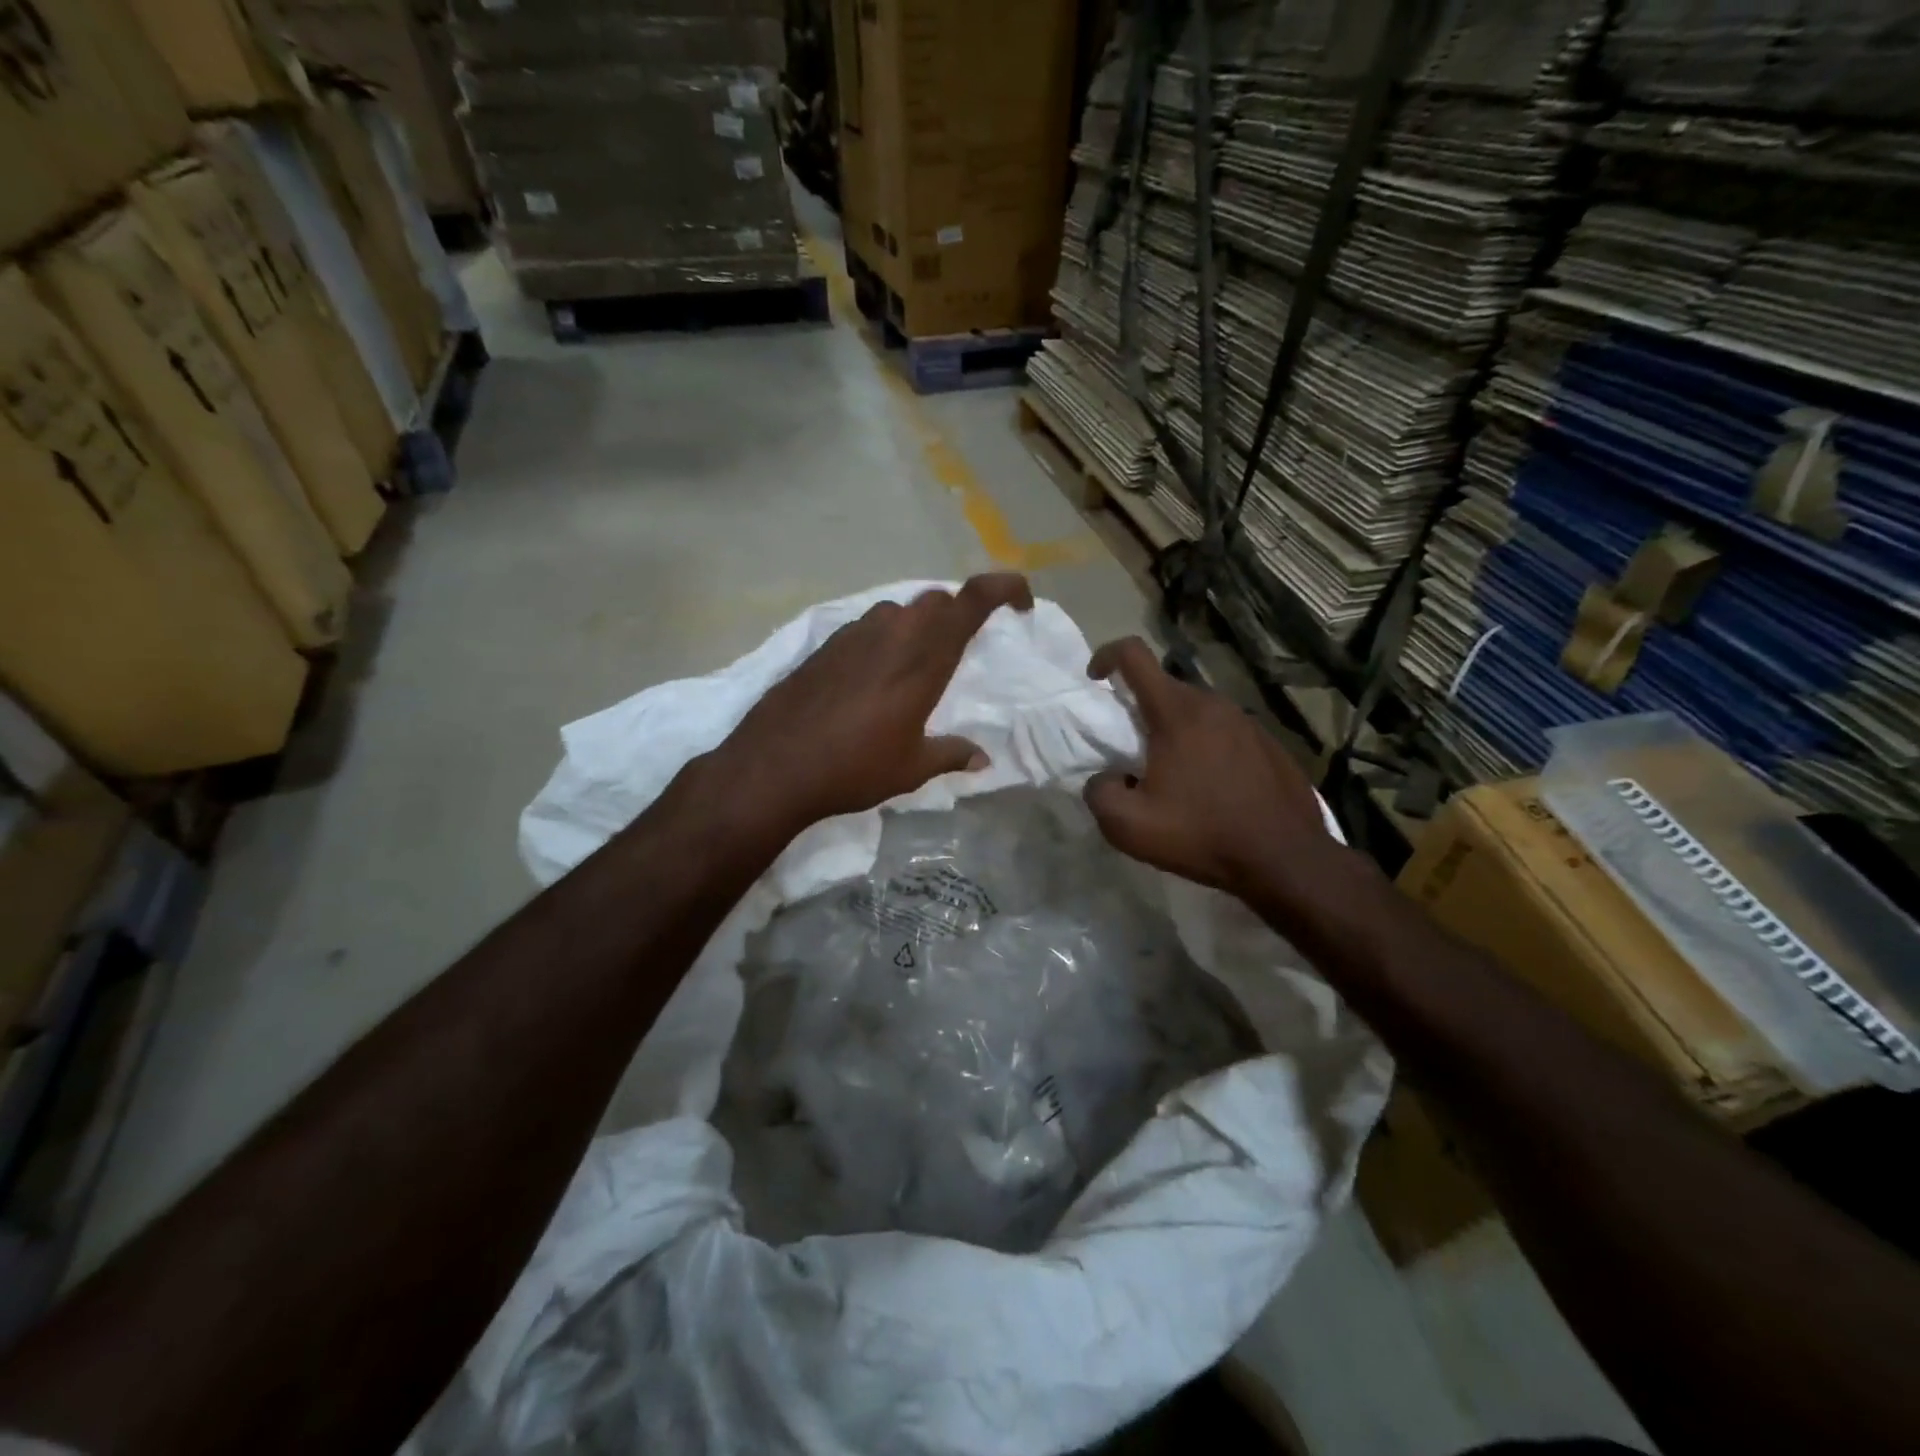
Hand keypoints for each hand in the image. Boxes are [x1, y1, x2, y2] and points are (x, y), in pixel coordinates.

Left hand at [724, 574, 1034, 829]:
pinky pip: (869, 627)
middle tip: (965, 648)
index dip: (1004, 588)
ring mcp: (854, 635)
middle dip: (960, 614)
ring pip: (900, 610)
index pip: (972, 600)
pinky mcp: (826, 645)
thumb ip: (952, 755)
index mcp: (924, 658)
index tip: (1021, 603)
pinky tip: (875, 676)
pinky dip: (886, 639)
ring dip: (919, 626)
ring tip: (918, 666)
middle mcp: (893, 634)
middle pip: (937, 600)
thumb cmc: (853, 768)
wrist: (774, 767)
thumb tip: (982, 758)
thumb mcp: (912, 768)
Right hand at [1083, 637, 1346, 911]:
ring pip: (1198, 711)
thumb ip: (1099, 793)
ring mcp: (1248, 722)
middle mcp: (1214, 704)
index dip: (1107, 656)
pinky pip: (1226, 732)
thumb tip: (1105, 779)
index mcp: (1176, 712)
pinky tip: (1213, 788)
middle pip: (1165, 686)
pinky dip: (1208, 747)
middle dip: (1140, 708)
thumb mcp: (1129, 826)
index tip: (1096, 681)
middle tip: (1134, 752)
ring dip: (1177, 731)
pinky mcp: (1270, 744)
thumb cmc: (1201, 834)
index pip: (1134, 655)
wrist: (1285, 860)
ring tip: (1175, 775)